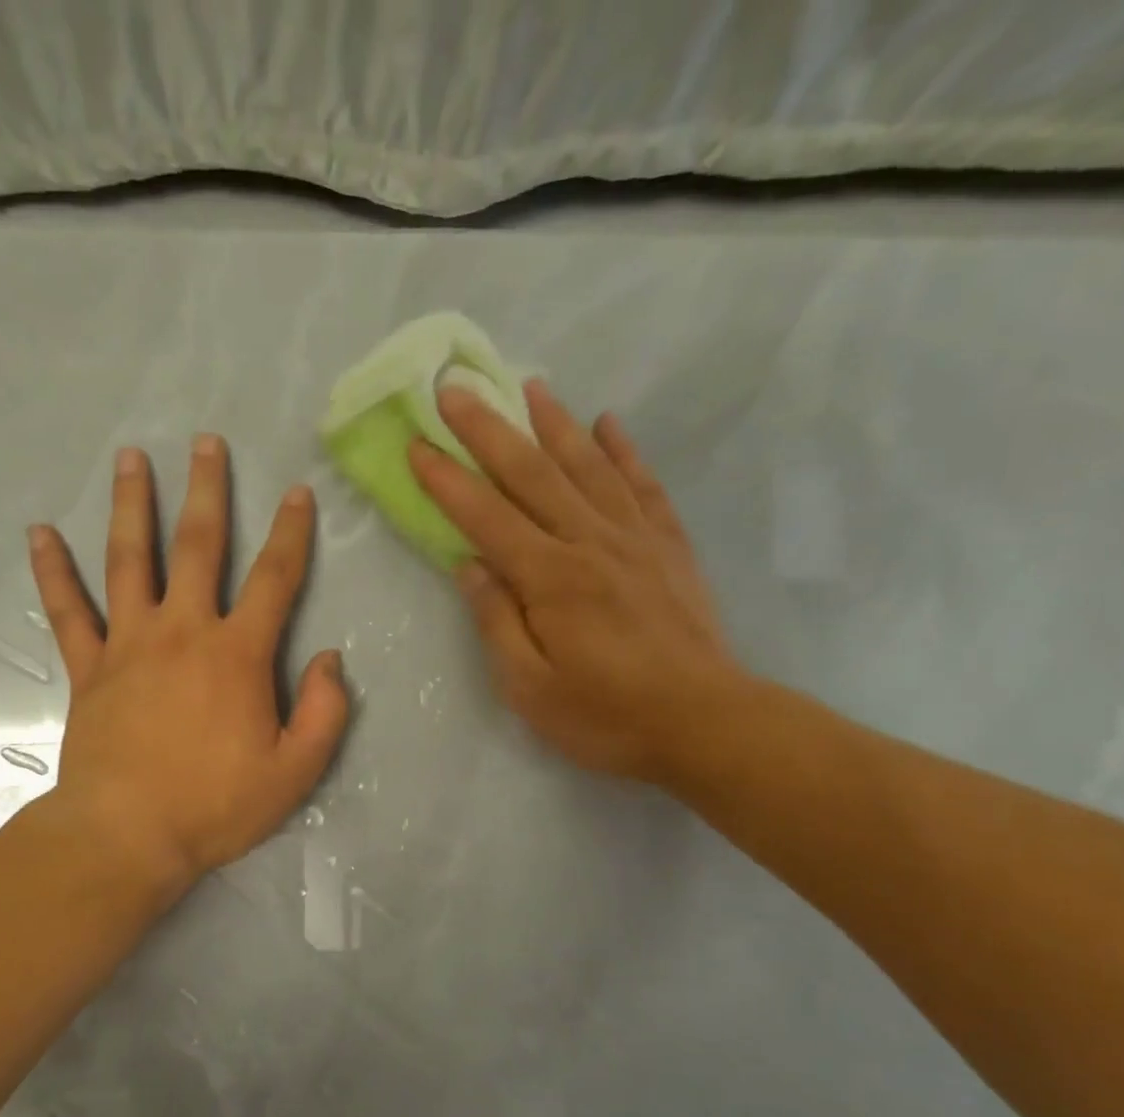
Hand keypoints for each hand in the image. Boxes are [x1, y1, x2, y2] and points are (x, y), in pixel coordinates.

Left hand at [27, 435, 347, 897]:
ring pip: (129, 560)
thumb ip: (324, 712)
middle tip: (204, 442)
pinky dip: (52, 571)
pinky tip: (39, 533)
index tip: (297, 493)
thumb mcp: (295, 771)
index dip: (291, 533)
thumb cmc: (216, 806)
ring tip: (130, 458)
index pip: (274, 579)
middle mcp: (183, 632)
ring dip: (132, 506)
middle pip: (197, 547)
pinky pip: (67, 610)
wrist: (128, 835)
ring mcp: (128, 644)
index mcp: (237, 654)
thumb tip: (330, 659)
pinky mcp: (88, 668)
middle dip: (207, 491)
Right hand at [409, 379, 745, 784]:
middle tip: (456, 389)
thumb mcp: (530, 688)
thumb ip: (496, 621)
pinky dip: (624, 451)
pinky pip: (643, 485)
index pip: (486, 517)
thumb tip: (469, 565)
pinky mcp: (669, 547)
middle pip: (532, 473)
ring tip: (529, 386)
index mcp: (550, 579)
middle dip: (488, 429)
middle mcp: (590, 542)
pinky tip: (609, 424)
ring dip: (554, 423)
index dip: (447, 480)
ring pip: (588, 466)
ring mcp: (635, 539)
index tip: (417, 444)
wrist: (706, 723)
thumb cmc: (606, 716)